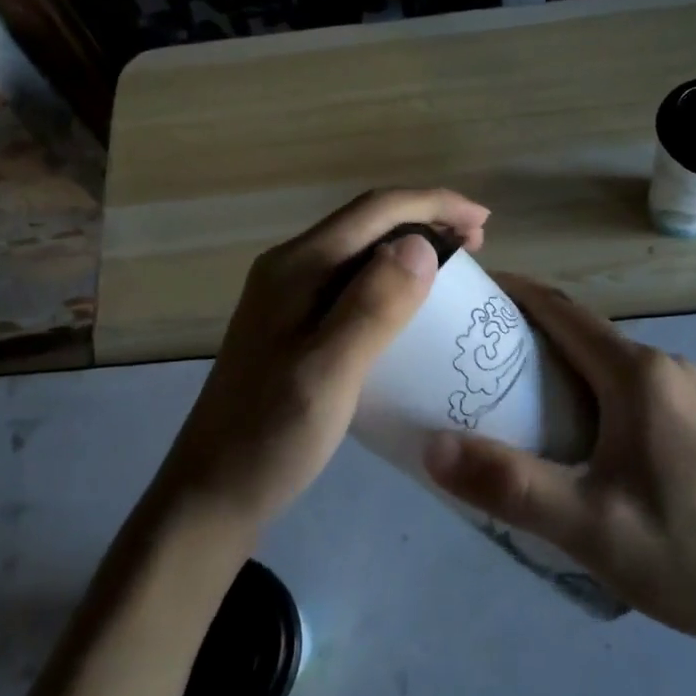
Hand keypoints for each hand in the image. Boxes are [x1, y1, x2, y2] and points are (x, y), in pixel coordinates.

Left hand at [157, 189, 488, 533]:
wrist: (212, 492)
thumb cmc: (272, 436)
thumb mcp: (328, 373)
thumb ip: (372, 306)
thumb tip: (420, 244)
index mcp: (298, 266)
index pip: (375, 210)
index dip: (433, 204)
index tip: (483, 221)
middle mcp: (290, 267)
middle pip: (367, 222)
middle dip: (425, 221)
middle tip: (477, 246)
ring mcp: (288, 296)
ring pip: (360, 251)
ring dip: (410, 249)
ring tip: (454, 271)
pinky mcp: (293, 324)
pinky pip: (352, 282)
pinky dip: (391, 280)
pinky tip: (410, 308)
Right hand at [423, 276, 695, 675]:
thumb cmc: (692, 556)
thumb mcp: (590, 528)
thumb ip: (509, 484)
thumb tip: (430, 446)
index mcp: (638, 374)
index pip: (561, 310)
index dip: (513, 293)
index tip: (467, 293)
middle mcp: (665, 368)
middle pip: (581, 333)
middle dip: (524, 334)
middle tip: (468, 358)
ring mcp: (689, 396)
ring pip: (606, 364)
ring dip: (556, 367)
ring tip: (505, 399)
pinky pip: (629, 389)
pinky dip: (587, 392)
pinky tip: (569, 439)